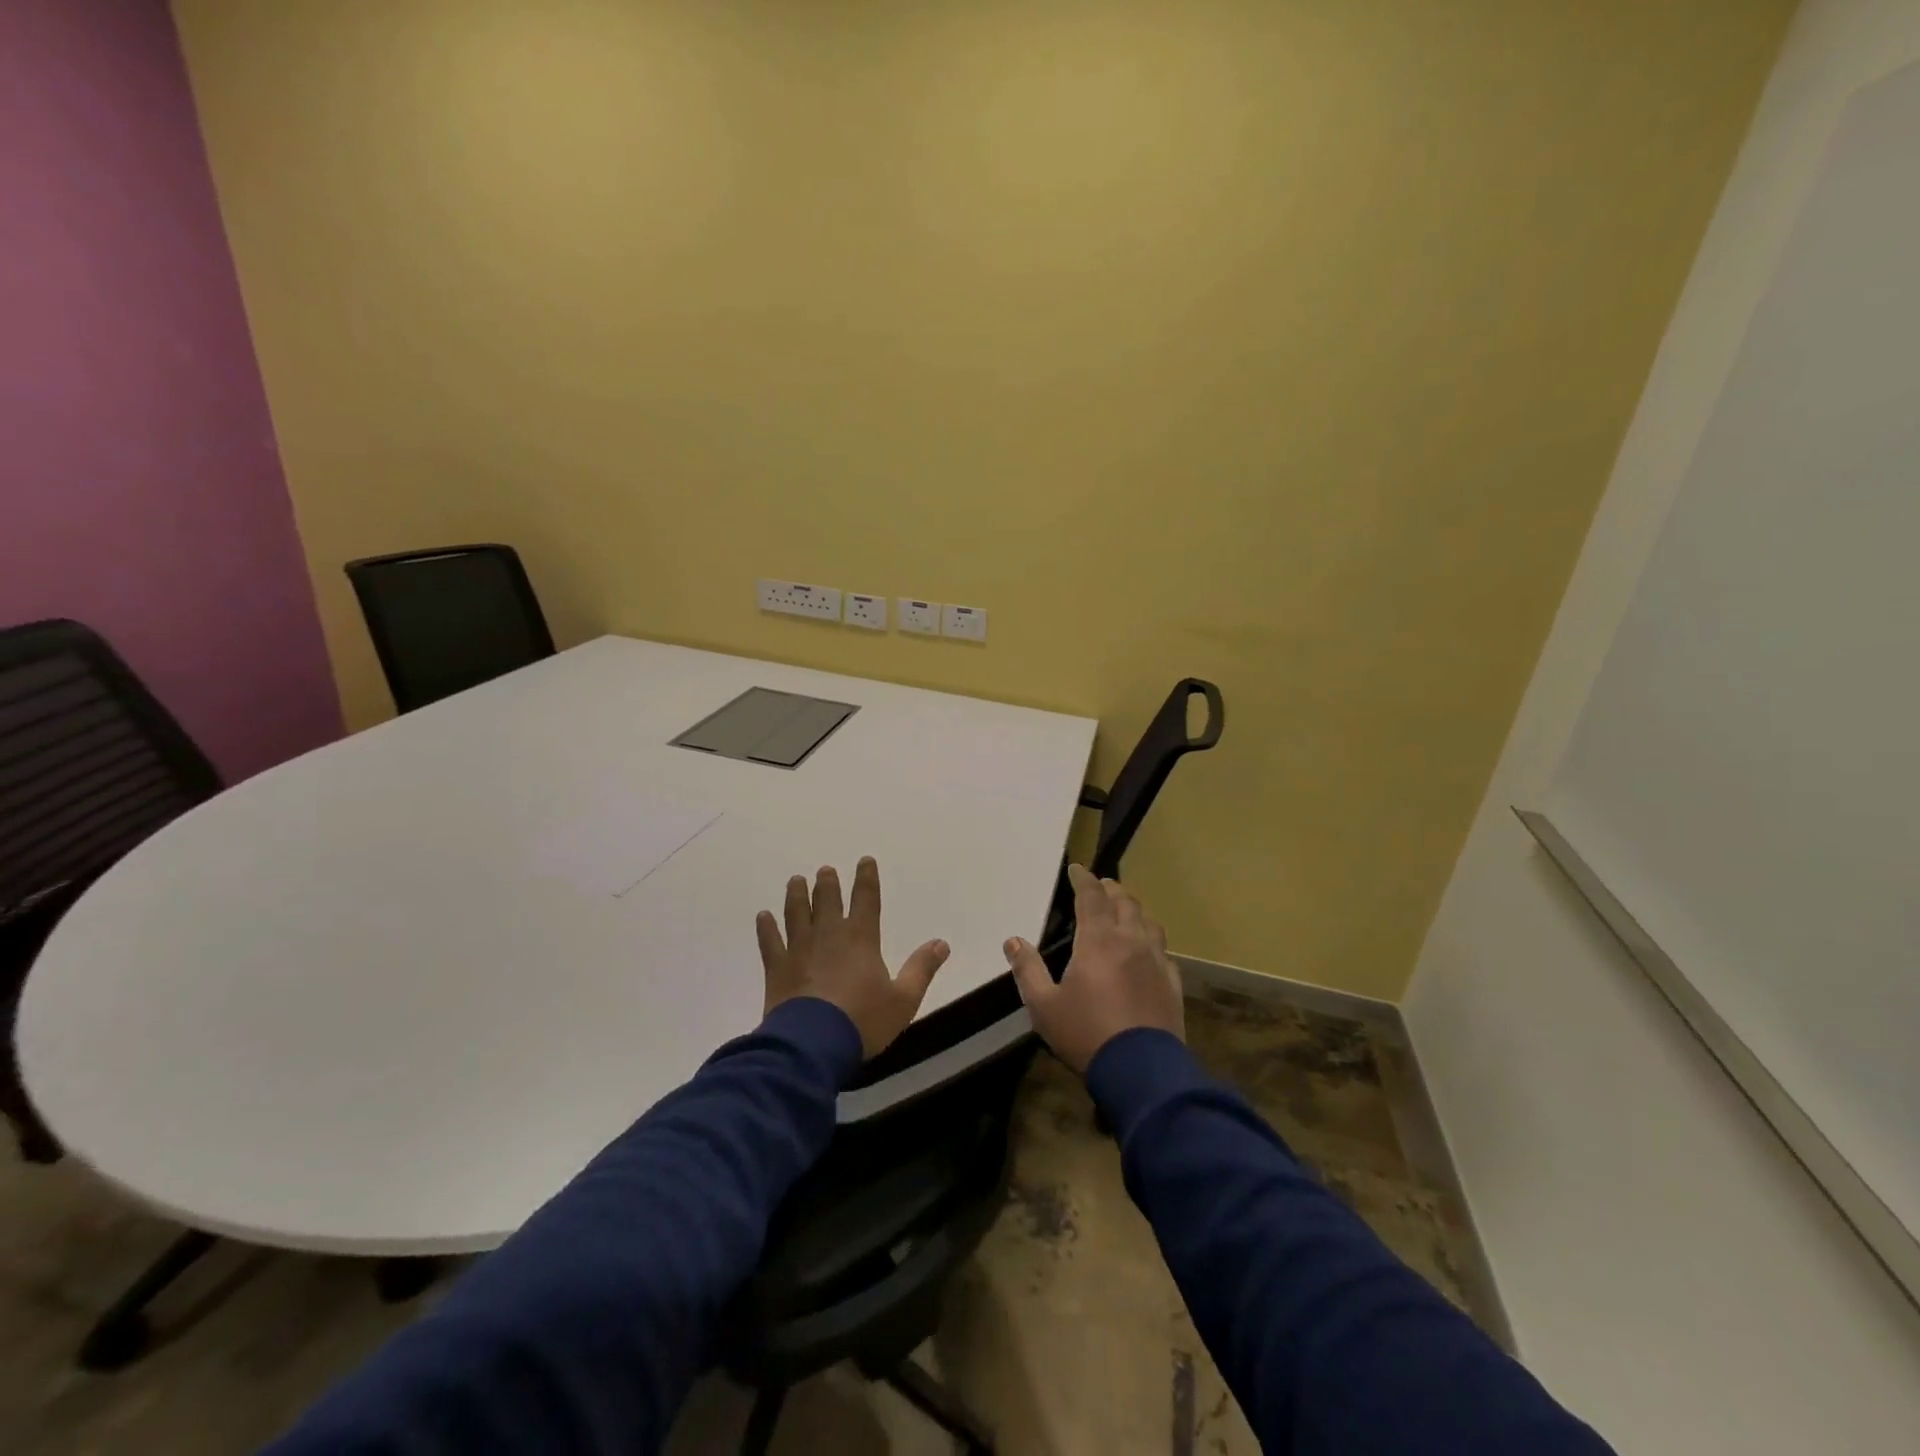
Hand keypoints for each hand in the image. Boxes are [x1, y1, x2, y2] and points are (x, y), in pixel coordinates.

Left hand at [757, 858, 950, 1058]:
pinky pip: (770, 941)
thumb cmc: (862, 1021)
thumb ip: (921, 969)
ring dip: (796, 895)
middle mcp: (829, 935)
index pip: (866, 899)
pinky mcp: (777, 968)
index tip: (864, 860)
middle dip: (827, 883)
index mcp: (861, 938)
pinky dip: (766, 928)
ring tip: (796, 880)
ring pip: (796, 913)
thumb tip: (941, 943)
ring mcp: (799, 949)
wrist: (813, 1044)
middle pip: (827, 900)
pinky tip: (763, 916)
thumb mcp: (903, 1000)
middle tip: (825, 870)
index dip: (866, 878)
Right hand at [1004, 864, 1183, 1073]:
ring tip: (1124, 910)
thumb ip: (1028, 970)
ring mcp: (1156, 961)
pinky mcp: (1172, 983)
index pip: (1092, 896)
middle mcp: (1130, 941)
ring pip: (1148, 922)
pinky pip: (1163, 950)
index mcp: (1098, 940)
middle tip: (1100, 886)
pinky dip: (1150, 940)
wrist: (1142, 1071)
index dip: (1083, 879)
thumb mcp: (1044, 1006)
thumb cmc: (1086, 1034)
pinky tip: (1146, 950)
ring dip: (1133, 910)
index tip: (1076, 869)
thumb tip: (1013, 941)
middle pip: (1124, 902)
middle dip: (1110, 889)